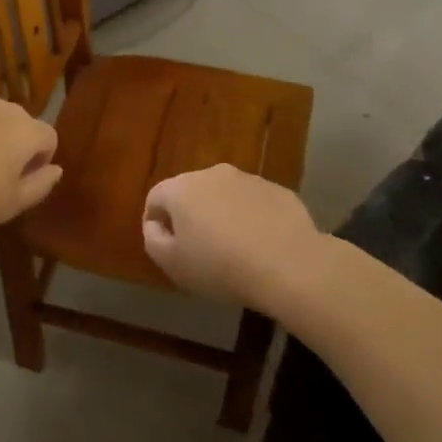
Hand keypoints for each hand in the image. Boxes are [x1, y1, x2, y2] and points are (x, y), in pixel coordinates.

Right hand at [142, 165, 328, 310]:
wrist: (288, 264)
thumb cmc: (220, 266)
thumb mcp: (173, 264)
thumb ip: (153, 240)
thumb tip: (155, 225)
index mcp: (182, 189)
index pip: (156, 197)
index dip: (155, 221)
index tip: (165, 247)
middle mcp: (213, 174)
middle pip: (191, 192)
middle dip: (190, 216)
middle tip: (197, 249)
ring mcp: (249, 179)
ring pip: (224, 196)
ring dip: (222, 215)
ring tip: (233, 249)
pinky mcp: (278, 191)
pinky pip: (254, 203)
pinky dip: (251, 218)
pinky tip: (261, 246)